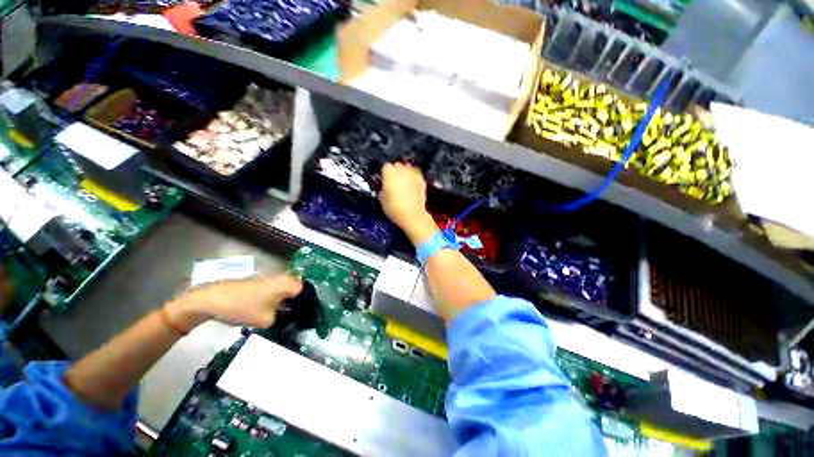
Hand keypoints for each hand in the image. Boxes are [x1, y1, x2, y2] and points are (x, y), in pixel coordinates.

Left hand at [165, 274, 303, 331]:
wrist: (210, 300)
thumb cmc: (242, 307)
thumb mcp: (266, 320)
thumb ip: (281, 318)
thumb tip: (285, 316)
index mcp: (287, 283)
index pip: (306, 289)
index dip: (308, 301)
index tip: (306, 312)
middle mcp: (281, 276)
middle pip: (296, 287)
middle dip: (297, 300)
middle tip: (296, 314)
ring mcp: (268, 277)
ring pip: (284, 287)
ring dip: (285, 299)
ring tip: (283, 313)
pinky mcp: (257, 280)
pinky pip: (273, 288)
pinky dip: (274, 297)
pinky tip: (268, 309)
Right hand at [379, 163, 437, 244]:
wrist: (413, 216)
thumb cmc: (396, 209)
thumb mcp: (382, 200)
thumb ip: (382, 189)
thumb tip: (383, 187)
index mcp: (390, 173)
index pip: (385, 166)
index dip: (384, 173)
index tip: (384, 178)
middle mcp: (402, 171)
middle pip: (397, 165)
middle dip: (395, 171)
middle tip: (393, 181)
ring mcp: (413, 175)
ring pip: (408, 168)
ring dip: (405, 173)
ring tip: (403, 182)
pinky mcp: (422, 181)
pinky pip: (416, 175)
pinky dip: (414, 178)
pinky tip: (411, 185)